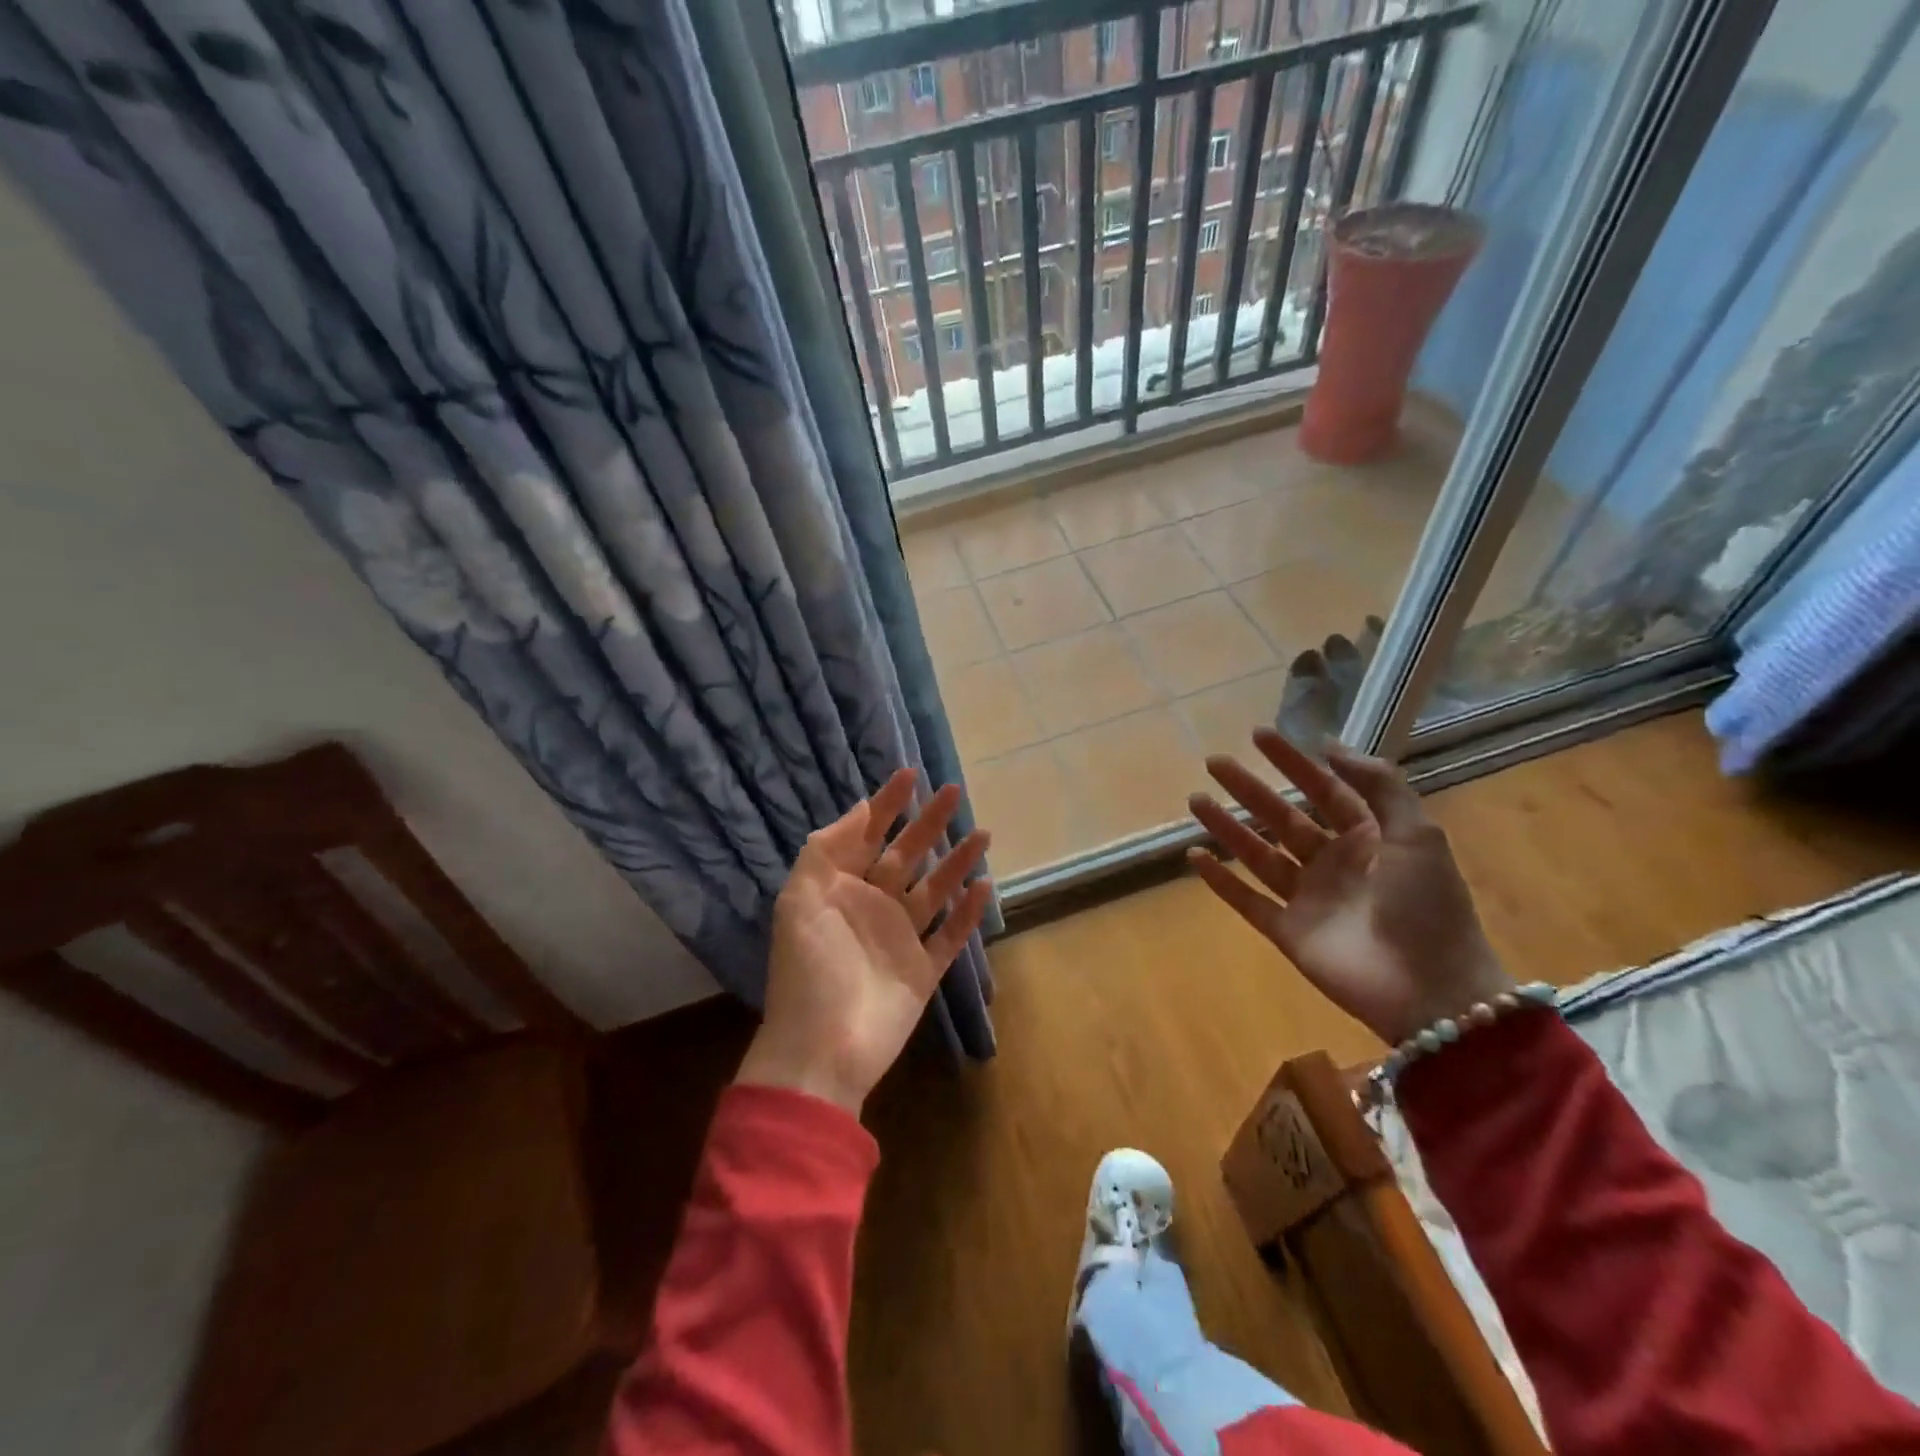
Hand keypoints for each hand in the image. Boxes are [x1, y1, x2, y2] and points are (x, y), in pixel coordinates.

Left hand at [738, 769, 992, 1116]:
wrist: (822, 1048)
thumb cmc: (808, 968)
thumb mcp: (799, 900)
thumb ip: (825, 851)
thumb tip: (859, 808)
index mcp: (840, 888)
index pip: (866, 835)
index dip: (886, 804)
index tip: (910, 774)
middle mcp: (872, 906)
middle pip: (906, 855)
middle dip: (928, 823)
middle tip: (953, 791)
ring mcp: (900, 938)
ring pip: (935, 889)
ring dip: (956, 861)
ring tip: (982, 832)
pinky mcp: (923, 969)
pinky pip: (950, 934)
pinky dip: (968, 912)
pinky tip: (985, 886)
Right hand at [1186, 730, 1511, 1046]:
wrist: (1433, 993)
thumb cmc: (1429, 908)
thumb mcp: (1418, 835)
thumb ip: (1380, 786)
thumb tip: (1331, 746)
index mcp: (1369, 839)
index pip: (1324, 790)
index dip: (1292, 762)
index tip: (1259, 735)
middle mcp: (1334, 863)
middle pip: (1282, 817)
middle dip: (1249, 789)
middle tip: (1214, 762)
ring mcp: (1308, 899)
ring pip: (1258, 854)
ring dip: (1227, 827)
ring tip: (1195, 800)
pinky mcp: (1288, 933)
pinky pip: (1247, 901)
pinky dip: (1221, 881)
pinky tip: (1195, 857)